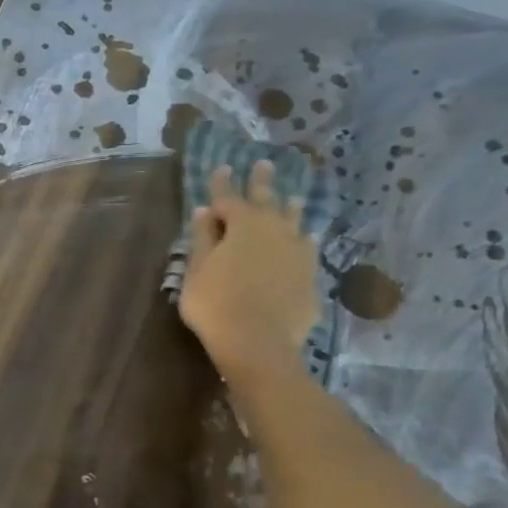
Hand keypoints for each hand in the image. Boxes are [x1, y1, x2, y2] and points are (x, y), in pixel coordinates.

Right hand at [177, 161, 320, 389]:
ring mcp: (297, 253)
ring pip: (294, 222)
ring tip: (293, 197)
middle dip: (262, 182)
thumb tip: (205, 211)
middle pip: (267, 200)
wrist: (259, 343)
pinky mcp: (310, 276)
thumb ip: (202, 239)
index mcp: (242, 225)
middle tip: (264, 163)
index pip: (229, 197)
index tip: (222, 167)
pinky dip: (304, 240)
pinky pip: (307, 249)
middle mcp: (274, 231)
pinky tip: (307, 241)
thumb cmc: (216, 304)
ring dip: (290, 208)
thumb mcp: (196, 270)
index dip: (222, 183)